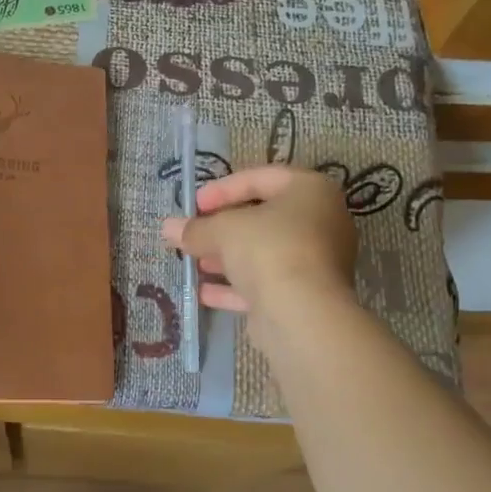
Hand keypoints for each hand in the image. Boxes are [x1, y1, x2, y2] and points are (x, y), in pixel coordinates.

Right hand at [160, 165, 355, 342]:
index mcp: (311, 191)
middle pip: (263, 218)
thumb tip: (168, 227)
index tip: (194, 204)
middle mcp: (322, 222)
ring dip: (226, 258)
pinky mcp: (307, 295)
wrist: (302, 314)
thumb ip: (196, 228)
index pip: (261, 178)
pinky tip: (203, 292)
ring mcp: (317, 261)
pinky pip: (267, 282)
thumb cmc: (268, 250)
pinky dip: (236, 285)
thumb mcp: (224, 230)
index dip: (223, 188)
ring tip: (192, 263)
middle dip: (221, 228)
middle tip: (192, 234)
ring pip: (264, 253)